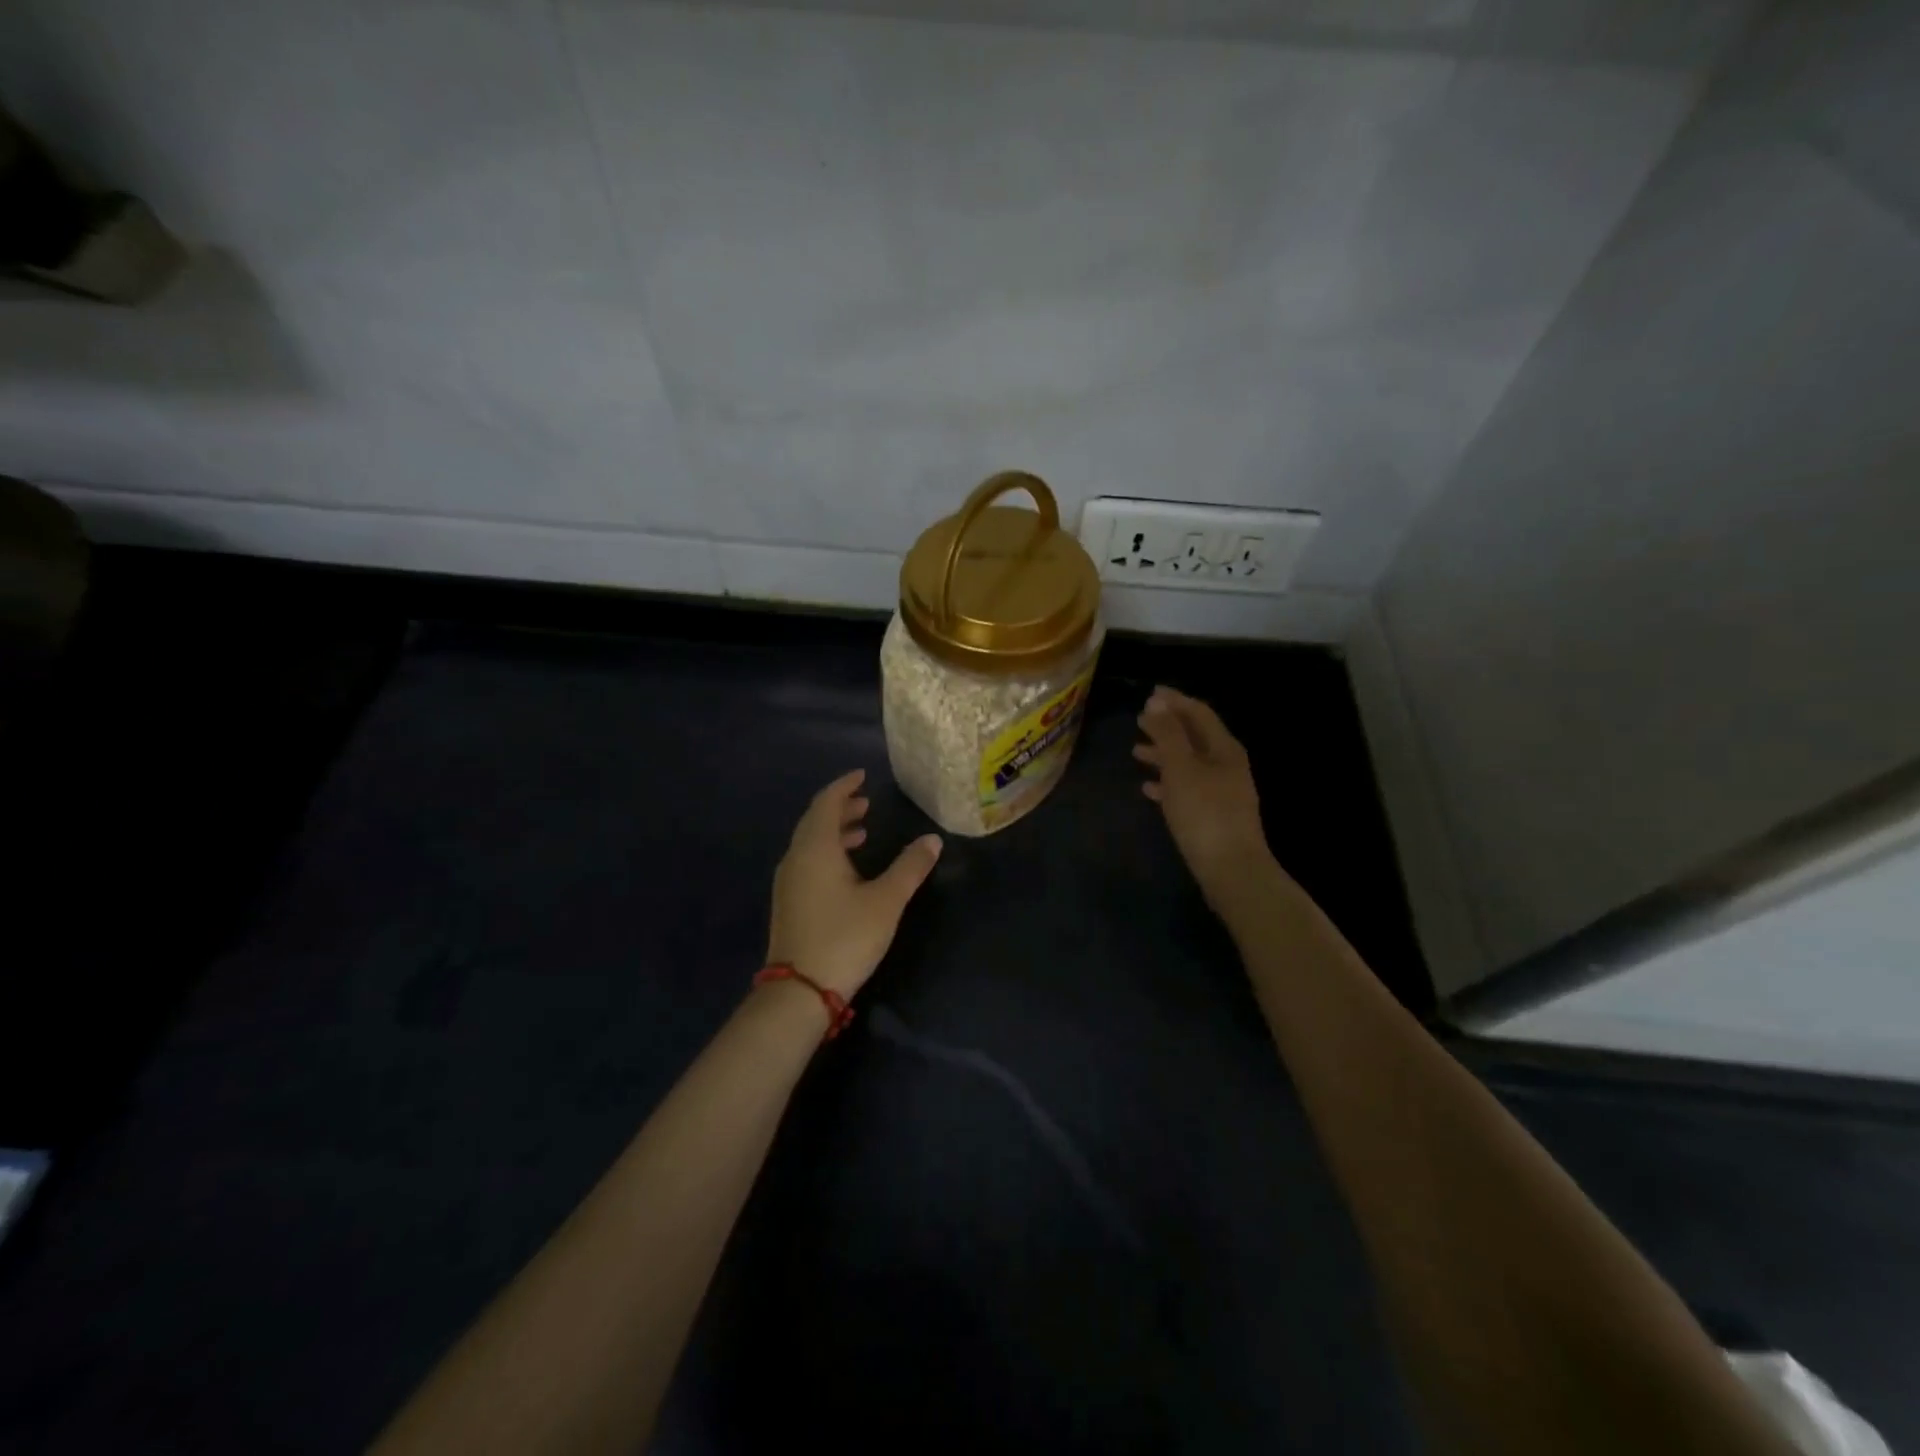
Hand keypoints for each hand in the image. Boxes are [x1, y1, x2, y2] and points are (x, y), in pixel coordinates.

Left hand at [766, 769, 943, 998]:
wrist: (800, 991)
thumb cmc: (845, 937)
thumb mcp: (886, 900)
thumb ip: (910, 867)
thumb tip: (932, 840)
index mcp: (816, 848)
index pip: (826, 803)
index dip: (844, 786)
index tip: (862, 776)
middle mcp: (796, 857)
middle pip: (815, 820)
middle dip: (840, 808)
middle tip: (866, 802)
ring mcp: (788, 881)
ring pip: (810, 842)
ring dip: (834, 831)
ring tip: (863, 831)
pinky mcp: (788, 901)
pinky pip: (807, 860)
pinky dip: (827, 851)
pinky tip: (847, 869)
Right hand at [1134, 686, 1271, 903]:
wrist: (1231, 871)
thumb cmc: (1204, 813)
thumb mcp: (1181, 768)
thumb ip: (1168, 734)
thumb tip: (1157, 701)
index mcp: (1224, 749)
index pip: (1199, 713)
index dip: (1175, 701)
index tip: (1150, 693)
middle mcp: (1227, 766)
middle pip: (1194, 737)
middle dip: (1167, 726)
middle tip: (1139, 720)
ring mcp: (1222, 793)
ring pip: (1189, 764)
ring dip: (1164, 754)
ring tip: (1136, 752)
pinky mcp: (1213, 817)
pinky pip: (1187, 790)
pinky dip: (1167, 783)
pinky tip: (1148, 789)